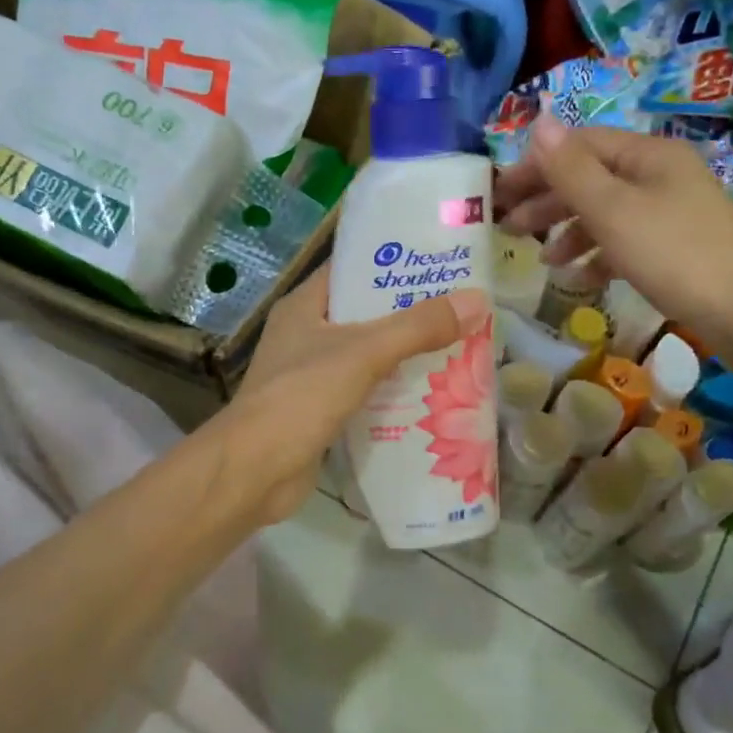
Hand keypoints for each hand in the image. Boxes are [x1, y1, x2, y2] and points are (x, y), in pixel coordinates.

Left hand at [218, 264, 489, 523]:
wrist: (255, 471)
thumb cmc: (301, 397)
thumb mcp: (363, 353)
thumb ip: (418, 327)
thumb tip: (477, 301)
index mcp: (305, 305)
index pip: (353, 269)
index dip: (394, 261)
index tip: (440, 261)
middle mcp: (306, 333)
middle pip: (366, 312)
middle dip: (410, 311)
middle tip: (461, 307)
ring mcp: (311, 374)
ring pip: (368, 353)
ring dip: (406, 353)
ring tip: (457, 345)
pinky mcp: (320, 410)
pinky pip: (365, 389)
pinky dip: (393, 389)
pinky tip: (431, 392)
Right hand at [496, 115, 732, 378]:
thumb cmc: (672, 254)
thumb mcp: (613, 210)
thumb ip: (571, 169)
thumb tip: (539, 121)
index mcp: (648, 155)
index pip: (580, 146)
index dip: (536, 166)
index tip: (499, 194)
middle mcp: (660, 175)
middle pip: (591, 178)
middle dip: (548, 202)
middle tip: (509, 229)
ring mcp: (671, 212)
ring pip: (606, 212)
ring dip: (569, 233)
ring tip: (544, 262)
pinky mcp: (676, 247)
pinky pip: (625, 241)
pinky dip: (598, 256)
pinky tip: (580, 279)